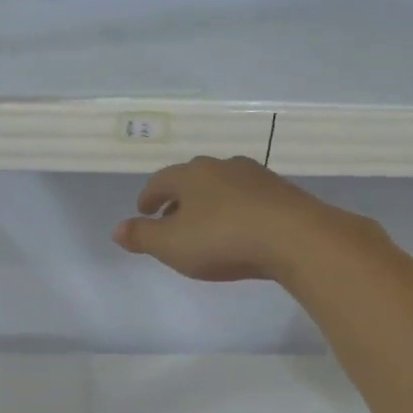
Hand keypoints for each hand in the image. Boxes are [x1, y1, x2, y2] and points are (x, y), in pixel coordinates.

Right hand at [112, 156, 372, 283]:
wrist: (296, 238)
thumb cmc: (223, 239)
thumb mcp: (171, 245)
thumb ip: (142, 236)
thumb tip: (117, 229)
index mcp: (190, 175)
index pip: (160, 181)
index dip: (149, 197)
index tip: (144, 211)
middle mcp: (221, 167)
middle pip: (191, 179)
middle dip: (178, 198)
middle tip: (171, 218)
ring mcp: (255, 176)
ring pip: (222, 186)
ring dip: (209, 202)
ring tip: (205, 224)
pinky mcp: (282, 192)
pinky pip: (248, 198)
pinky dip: (236, 210)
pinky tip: (240, 228)